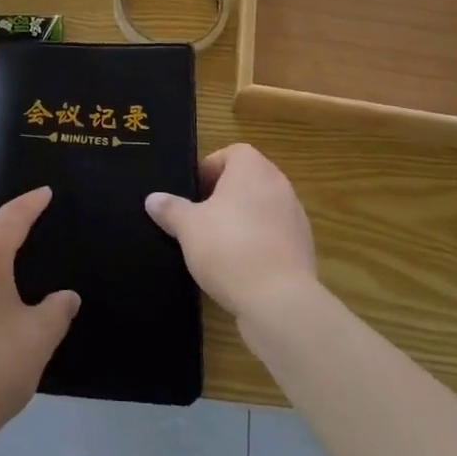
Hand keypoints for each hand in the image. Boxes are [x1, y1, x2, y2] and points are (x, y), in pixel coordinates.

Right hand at [145, 144, 316, 322]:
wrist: (280, 302)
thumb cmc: (229, 248)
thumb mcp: (188, 227)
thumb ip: (171, 209)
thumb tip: (153, 199)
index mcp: (253, 168)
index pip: (231, 153)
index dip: (209, 169)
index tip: (193, 193)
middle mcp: (279, 184)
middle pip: (247, 180)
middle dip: (223, 196)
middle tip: (200, 217)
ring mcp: (295, 217)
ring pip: (261, 208)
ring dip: (242, 220)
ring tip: (217, 245)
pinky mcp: (303, 248)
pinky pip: (274, 236)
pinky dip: (258, 244)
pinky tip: (239, 267)